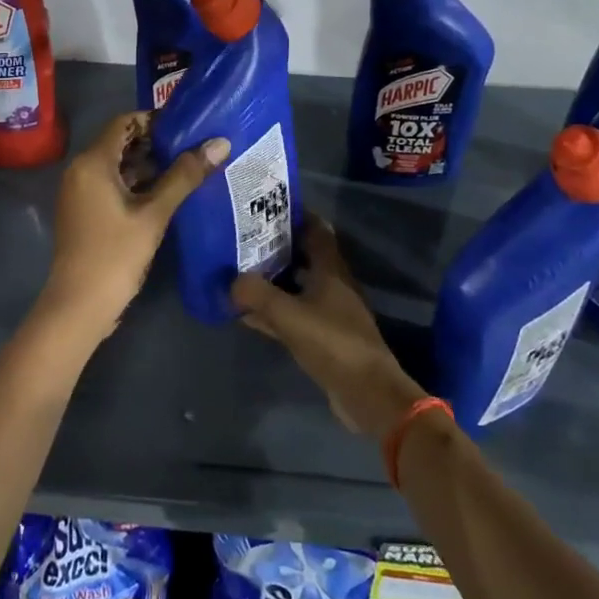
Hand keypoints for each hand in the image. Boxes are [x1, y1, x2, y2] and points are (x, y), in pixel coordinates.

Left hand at [36, 112, 226, 348]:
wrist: (79, 305)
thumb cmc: (115, 254)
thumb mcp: (155, 213)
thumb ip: (185, 176)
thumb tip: (220, 143)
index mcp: (93, 162)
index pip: (124, 122)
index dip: (154, 120)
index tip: (186, 127)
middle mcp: (80, 170)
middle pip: (119, 142)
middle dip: (154, 143)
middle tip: (192, 148)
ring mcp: (79, 192)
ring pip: (116, 165)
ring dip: (147, 165)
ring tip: (186, 169)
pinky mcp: (83, 211)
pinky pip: (110, 184)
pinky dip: (135, 183)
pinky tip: (164, 194)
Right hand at [231, 217, 428, 441]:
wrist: (367, 392)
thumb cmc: (332, 342)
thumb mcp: (289, 315)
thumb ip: (258, 294)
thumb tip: (231, 281)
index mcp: (331, 269)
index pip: (315, 229)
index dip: (294, 214)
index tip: (265, 206)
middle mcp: (332, 284)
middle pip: (304, 255)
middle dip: (276, 246)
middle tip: (244, 238)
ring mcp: (329, 311)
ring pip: (297, 285)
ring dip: (273, 279)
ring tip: (240, 271)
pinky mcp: (323, 336)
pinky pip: (293, 313)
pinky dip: (274, 310)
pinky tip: (249, 314)